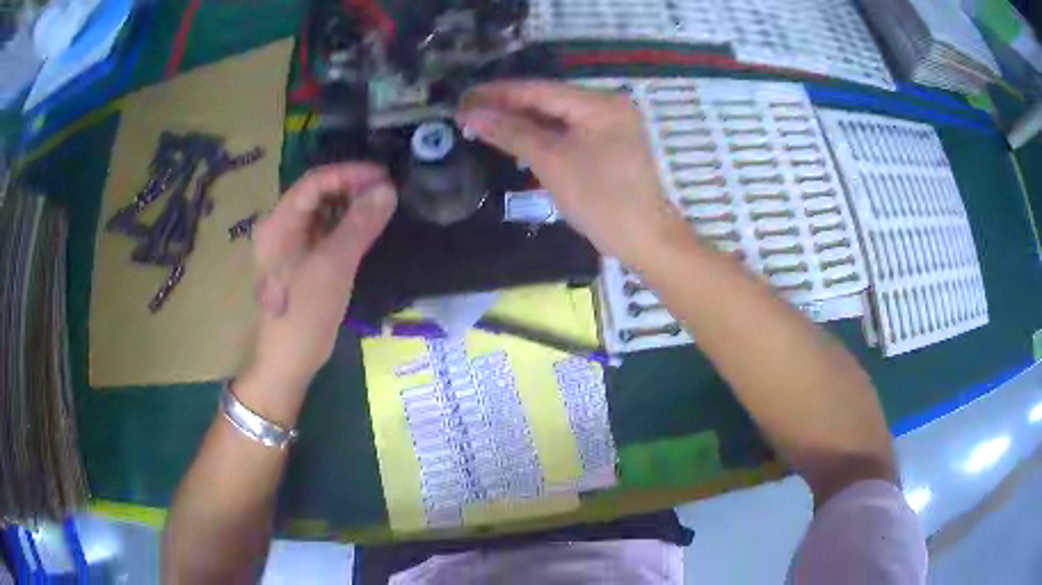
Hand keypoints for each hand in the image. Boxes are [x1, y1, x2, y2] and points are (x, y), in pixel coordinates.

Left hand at [251, 163, 396, 389]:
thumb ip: (359, 225)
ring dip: (351, 206)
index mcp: (279, 223)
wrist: (287, 362)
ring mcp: (289, 246)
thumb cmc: (304, 315)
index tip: (384, 176)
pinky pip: (324, 233)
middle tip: (387, 192)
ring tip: (382, 206)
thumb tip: (387, 190)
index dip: (349, 174)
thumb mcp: (333, 267)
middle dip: (352, 188)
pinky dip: (346, 226)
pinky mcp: (301, 262)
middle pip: (317, 194)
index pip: (314, 182)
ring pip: (322, 213)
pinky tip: (366, 229)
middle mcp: (280, 227)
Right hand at [456, 80, 688, 265]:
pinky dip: (540, 135)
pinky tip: (514, 137)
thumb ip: (512, 133)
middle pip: (547, 99)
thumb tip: (471, 114)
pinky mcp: (608, 143)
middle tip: (466, 112)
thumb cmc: (601, 200)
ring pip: (555, 116)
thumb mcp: (553, 163)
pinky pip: (567, 131)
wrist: (646, 239)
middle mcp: (606, 105)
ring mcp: (609, 124)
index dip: (497, 93)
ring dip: (520, 121)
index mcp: (598, 103)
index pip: (539, 89)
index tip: (462, 98)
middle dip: (506, 106)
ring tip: (481, 124)